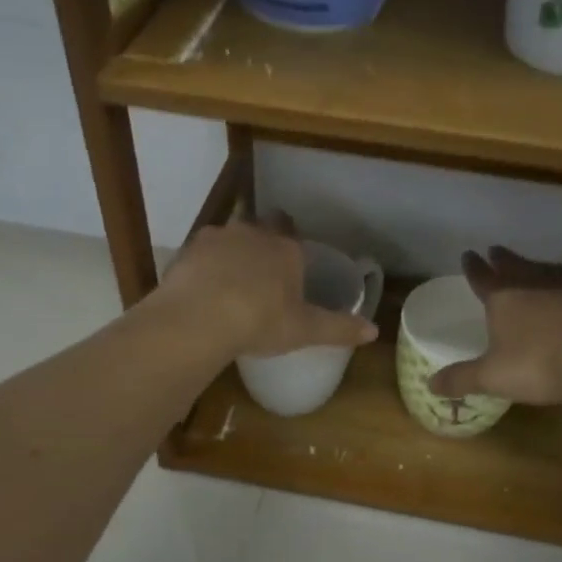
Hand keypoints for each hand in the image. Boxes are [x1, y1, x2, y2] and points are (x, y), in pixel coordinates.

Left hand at [156, 214, 377, 358]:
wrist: (199, 319)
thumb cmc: (260, 321)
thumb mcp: (304, 330)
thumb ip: (339, 328)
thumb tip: (374, 331)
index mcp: (286, 249)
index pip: (293, 235)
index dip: (291, 250)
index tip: (289, 270)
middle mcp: (253, 233)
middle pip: (260, 230)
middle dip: (261, 247)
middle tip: (260, 276)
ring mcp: (217, 238)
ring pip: (229, 239)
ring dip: (230, 255)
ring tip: (228, 285)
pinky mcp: (188, 250)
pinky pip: (201, 254)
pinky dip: (203, 268)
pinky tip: (201, 291)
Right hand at [427, 247, 561, 405]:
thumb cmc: (537, 364)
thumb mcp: (492, 377)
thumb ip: (462, 379)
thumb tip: (430, 384)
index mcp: (504, 299)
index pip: (483, 278)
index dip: (474, 268)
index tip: (468, 254)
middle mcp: (537, 287)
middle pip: (516, 267)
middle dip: (504, 259)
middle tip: (496, 249)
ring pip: (554, 272)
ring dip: (543, 268)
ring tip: (539, 266)